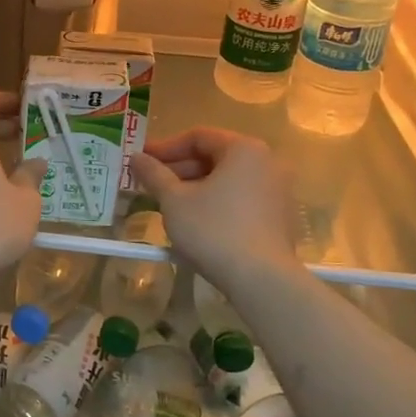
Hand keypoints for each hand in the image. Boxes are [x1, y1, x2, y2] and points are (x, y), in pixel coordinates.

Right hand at [130, 128, 298, 292]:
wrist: (261, 279)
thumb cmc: (213, 230)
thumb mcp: (174, 200)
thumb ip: (153, 173)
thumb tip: (135, 157)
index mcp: (243, 149)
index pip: (198, 137)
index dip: (165, 148)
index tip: (141, 161)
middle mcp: (267, 162)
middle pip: (214, 156)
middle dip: (179, 169)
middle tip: (151, 184)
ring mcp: (277, 190)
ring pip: (227, 179)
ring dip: (195, 187)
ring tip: (168, 204)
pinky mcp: (280, 216)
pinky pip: (241, 198)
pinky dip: (216, 202)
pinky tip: (195, 221)